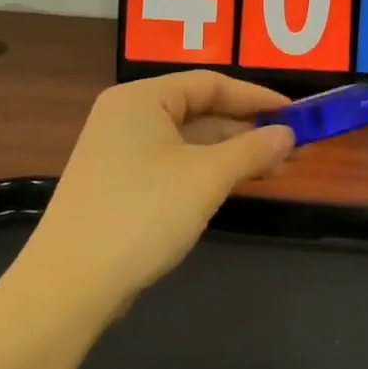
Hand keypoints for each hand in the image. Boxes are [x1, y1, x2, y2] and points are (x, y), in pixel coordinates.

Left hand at [30, 72, 295, 312]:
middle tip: (295, 146)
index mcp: (142, 98)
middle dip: (248, 129)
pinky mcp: (120, 185)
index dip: (257, 97)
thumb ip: (252, 150)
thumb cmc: (142, 214)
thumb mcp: (206, 178)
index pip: (210, 83)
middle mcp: (128, 116)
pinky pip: (175, 165)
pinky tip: (238, 184)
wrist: (70, 285)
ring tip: (278, 167)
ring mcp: (121, 152)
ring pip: (190, 141)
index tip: (297, 114)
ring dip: (233, 153)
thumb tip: (289, 134)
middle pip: (200, 111)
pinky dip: (209, 171)